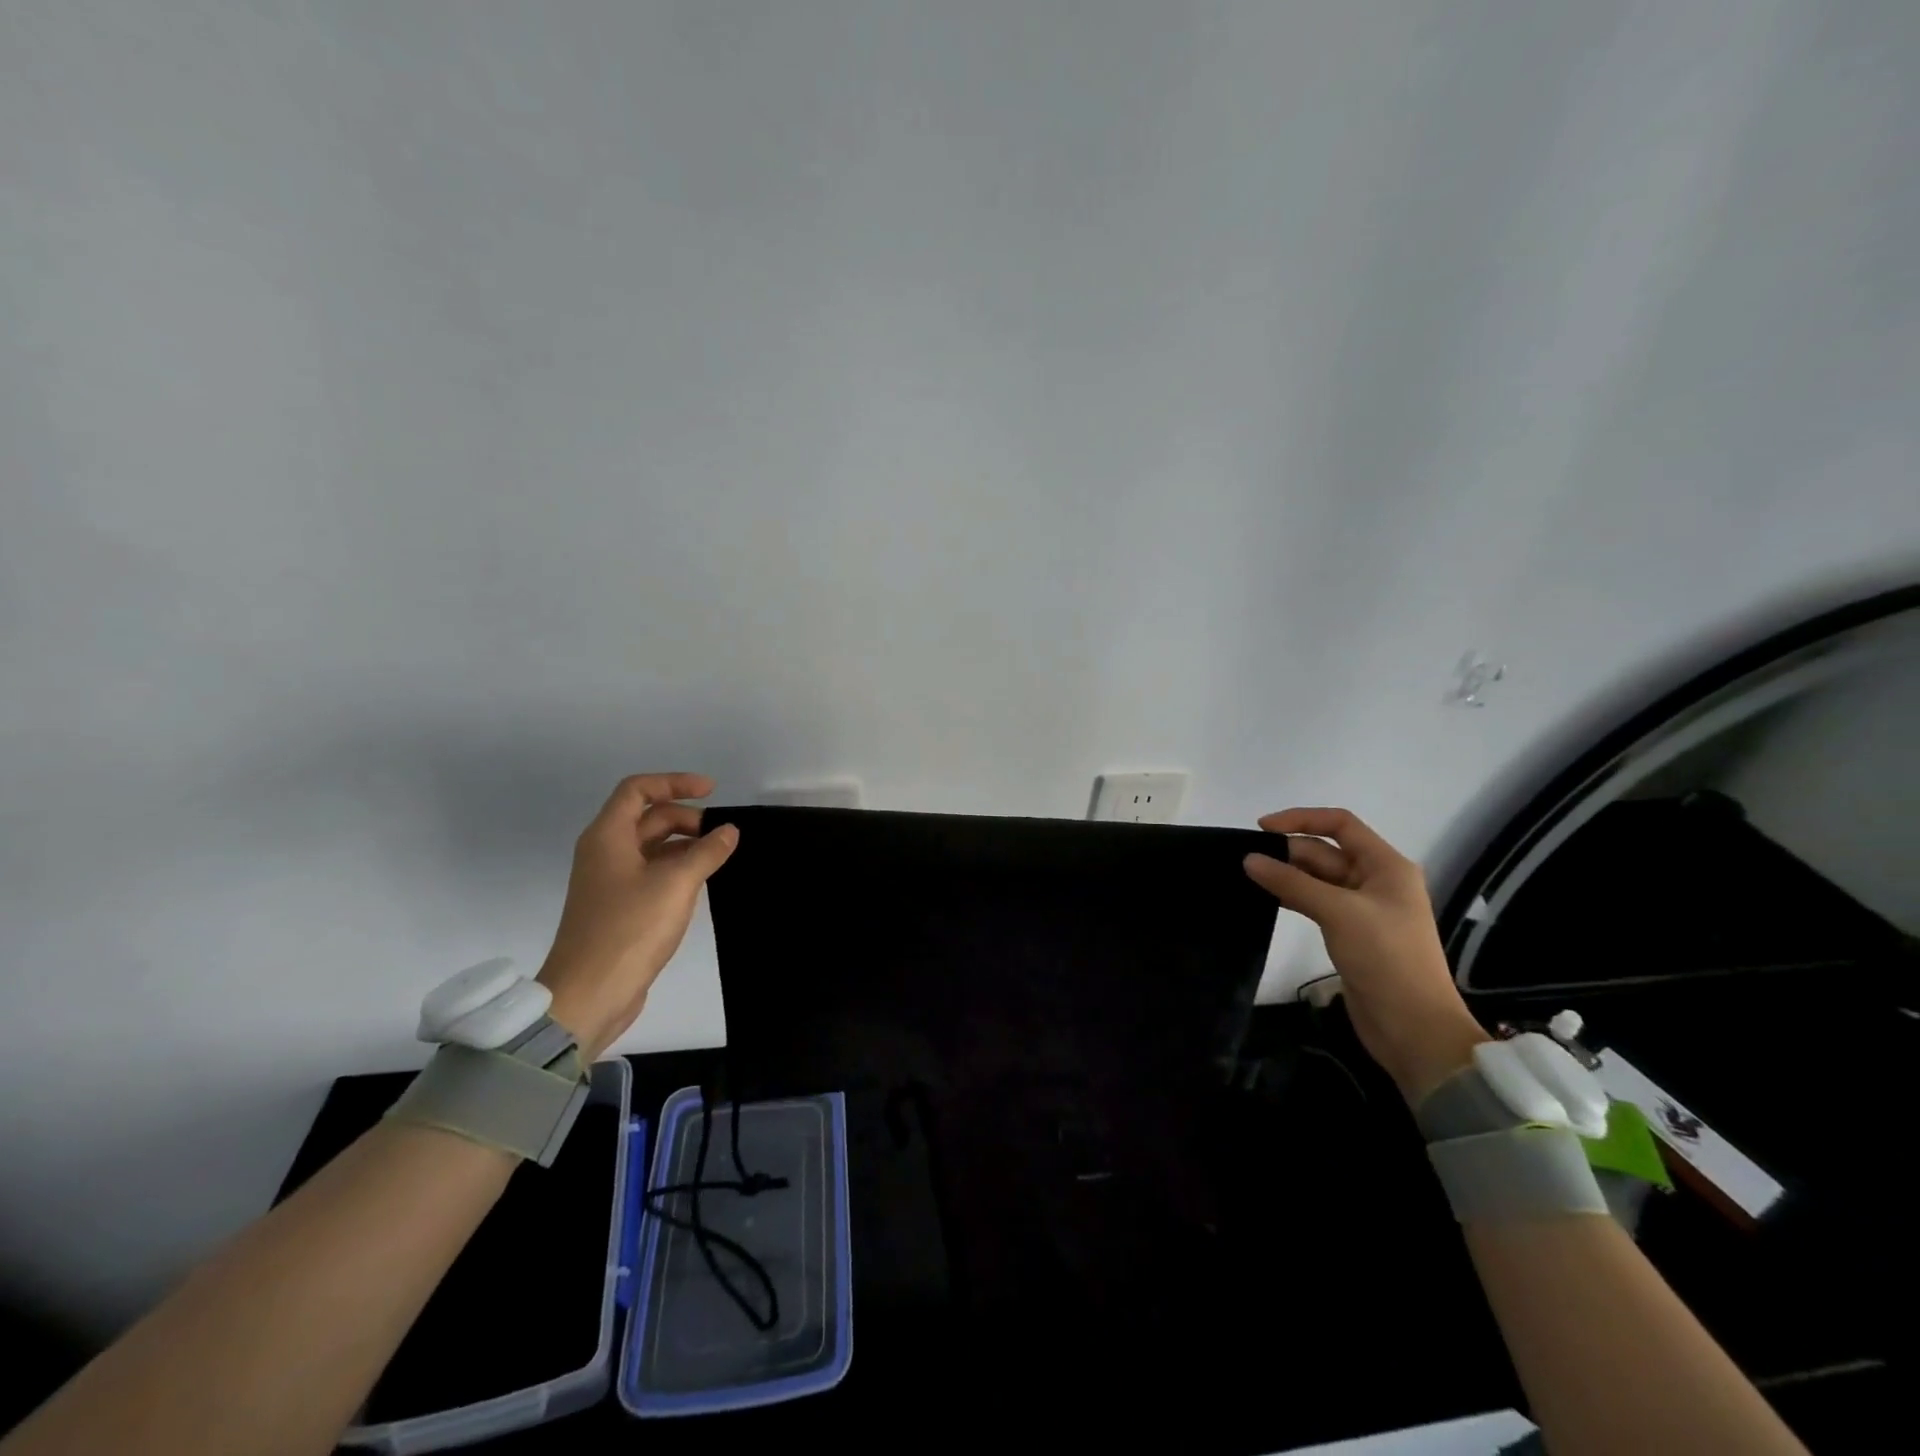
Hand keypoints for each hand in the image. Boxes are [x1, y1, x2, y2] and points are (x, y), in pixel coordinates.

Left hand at [535, 773, 738, 1059]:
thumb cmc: (630, 928)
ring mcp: (610, 881)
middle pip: (647, 818)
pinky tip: (702, 882)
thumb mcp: (676, 883)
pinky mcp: (619, 907)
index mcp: (608, 836)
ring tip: (720, 857)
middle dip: (687, 818)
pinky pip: (651, 872)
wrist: (590, 993)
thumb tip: (729, 831)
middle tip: (722, 835)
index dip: (675, 783)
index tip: (712, 791)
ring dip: (685, 845)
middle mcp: (605, 852)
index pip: (638, 789)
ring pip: (651, 847)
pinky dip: (677, 868)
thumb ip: (707, 851)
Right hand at [1243, 807, 1486, 1102]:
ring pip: (1317, 878)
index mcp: (1386, 866)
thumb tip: (1249, 859)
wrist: (1413, 1027)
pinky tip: (1265, 899)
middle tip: (1246, 861)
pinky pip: (1316, 902)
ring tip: (1247, 877)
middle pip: (1325, 851)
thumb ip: (1292, 883)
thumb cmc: (1385, 958)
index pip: (1341, 824)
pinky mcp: (1350, 932)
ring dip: (1287, 875)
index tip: (1262, 828)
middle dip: (1288, 851)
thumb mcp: (1338, 912)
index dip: (1301, 819)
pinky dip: (1292, 897)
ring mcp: (1363, 908)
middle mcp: (1375, 880)